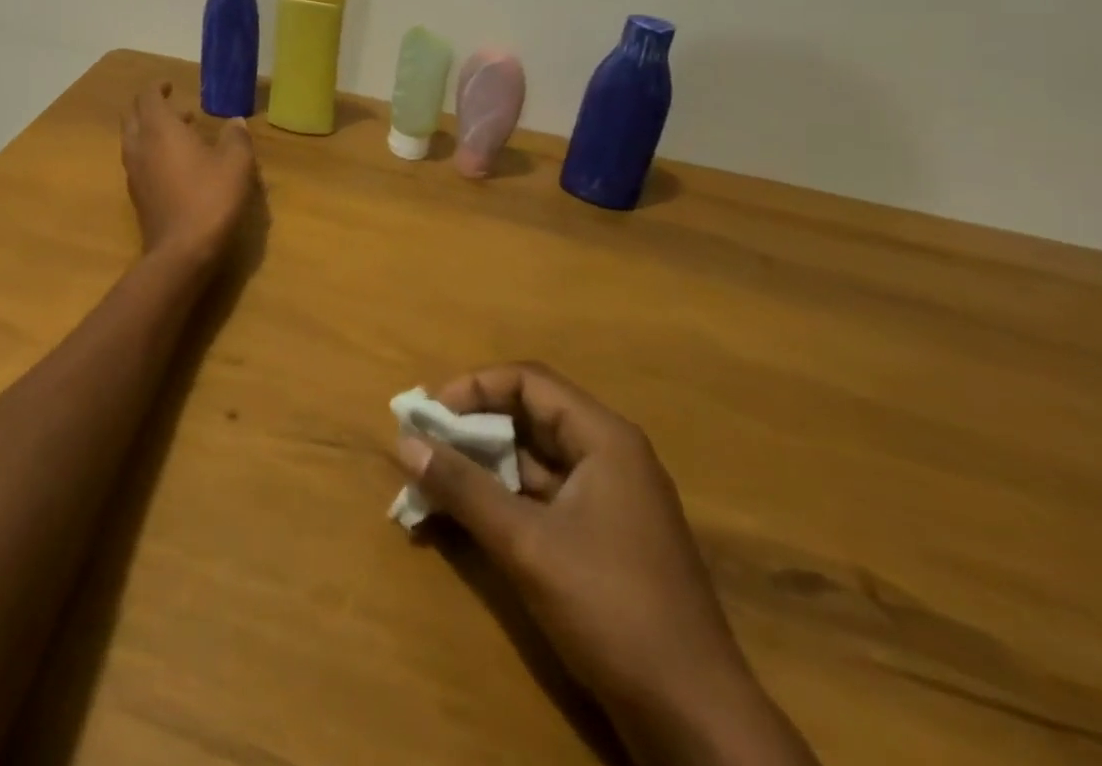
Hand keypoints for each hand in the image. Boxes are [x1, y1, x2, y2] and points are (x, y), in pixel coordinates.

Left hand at [120, 81, 255, 266]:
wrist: (182, 251)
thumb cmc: (210, 198)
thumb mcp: (236, 164)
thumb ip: (235, 138)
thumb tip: (235, 122)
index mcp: (159, 128)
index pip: (148, 96)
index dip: (157, 87)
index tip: (170, 84)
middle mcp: (140, 145)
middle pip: (133, 116)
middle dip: (150, 107)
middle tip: (176, 107)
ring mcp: (134, 172)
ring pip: (134, 140)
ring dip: (152, 131)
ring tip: (184, 134)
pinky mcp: (137, 195)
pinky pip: (139, 162)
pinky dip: (152, 153)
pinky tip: (177, 165)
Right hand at [396, 363, 816, 763]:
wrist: (696, 721)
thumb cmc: (611, 609)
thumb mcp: (526, 544)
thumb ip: (464, 488)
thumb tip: (406, 442)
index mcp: (604, 438)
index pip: (527, 381)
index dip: (474, 388)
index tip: (430, 414)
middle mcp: (609, 456)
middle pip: (529, 416)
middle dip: (472, 427)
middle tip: (423, 444)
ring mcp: (609, 500)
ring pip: (533, 460)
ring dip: (482, 465)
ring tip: (432, 480)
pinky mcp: (603, 539)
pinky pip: (542, 497)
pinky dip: (502, 499)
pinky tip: (464, 517)